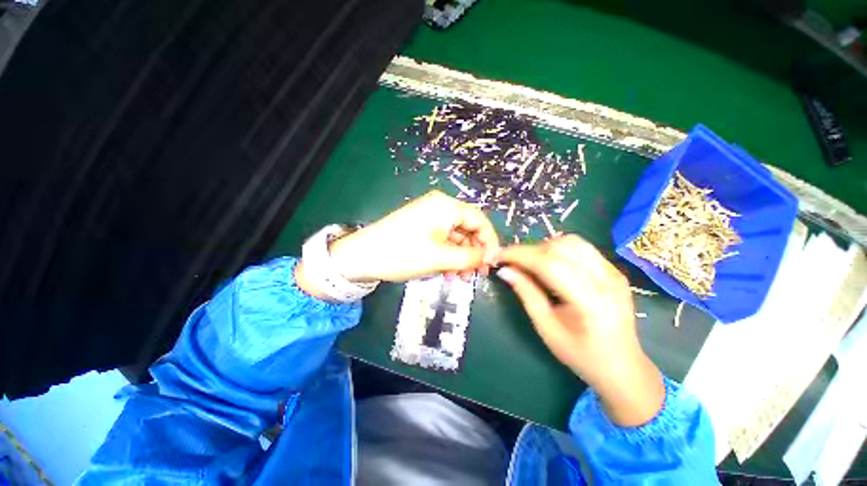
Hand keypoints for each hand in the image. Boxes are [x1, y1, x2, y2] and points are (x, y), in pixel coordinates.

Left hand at [328, 191, 500, 282]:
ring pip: (455, 238)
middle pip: (468, 229)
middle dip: (474, 253)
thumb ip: (470, 257)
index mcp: (446, 206)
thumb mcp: (440, 258)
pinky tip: (446, 273)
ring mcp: (428, 218)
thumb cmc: (402, 253)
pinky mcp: (420, 228)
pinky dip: (447, 257)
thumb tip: (492, 257)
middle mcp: (439, 207)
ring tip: (459, 279)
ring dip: (460, 258)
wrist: (360, 257)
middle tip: (477, 275)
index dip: (490, 242)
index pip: (479, 220)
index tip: (492, 263)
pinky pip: (442, 241)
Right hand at [497, 235, 663, 426]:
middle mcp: (606, 281)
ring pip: (572, 242)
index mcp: (590, 302)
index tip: (499, 255)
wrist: (622, 366)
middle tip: (513, 262)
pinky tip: (550, 263)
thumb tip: (504, 270)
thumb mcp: (546, 328)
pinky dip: (559, 249)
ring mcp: (614, 272)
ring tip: (531, 262)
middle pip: (560, 248)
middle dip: (530, 250)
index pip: (549, 265)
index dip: (520, 255)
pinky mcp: (615, 270)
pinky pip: (581, 247)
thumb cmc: (580, 354)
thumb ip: (526, 293)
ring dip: (544, 246)